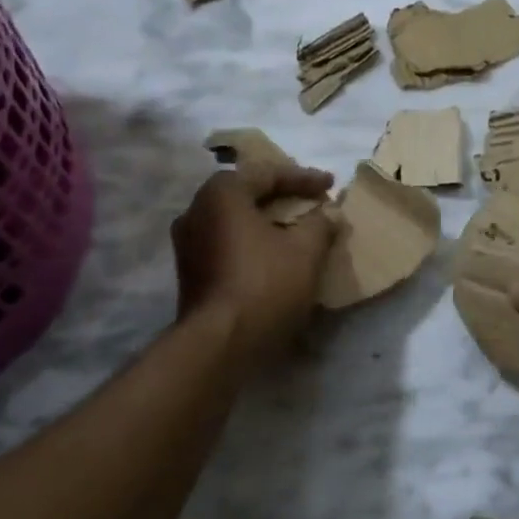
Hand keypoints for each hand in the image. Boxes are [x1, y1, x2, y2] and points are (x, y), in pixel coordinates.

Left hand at [172, 162, 334, 366]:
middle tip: (311, 202)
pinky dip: (252, 243)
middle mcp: (196, 210)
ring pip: (235, 221)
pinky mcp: (190, 273)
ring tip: (296, 230)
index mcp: (221, 194)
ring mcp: (187, 243)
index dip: (304, 178)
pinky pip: (227, 244)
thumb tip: (328, 214)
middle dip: (282, 197)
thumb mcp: (305, 251)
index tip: (331, 185)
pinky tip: (274, 255)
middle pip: (246, 194)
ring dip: (266, 222)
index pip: (267, 174)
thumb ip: (320, 224)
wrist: (219, 344)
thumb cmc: (265, 285)